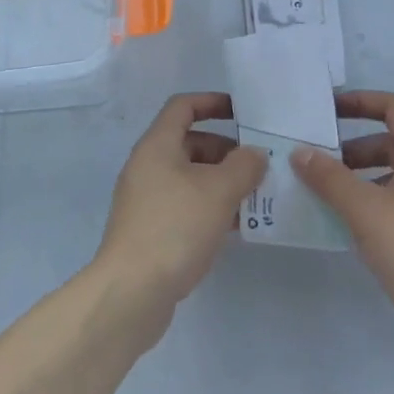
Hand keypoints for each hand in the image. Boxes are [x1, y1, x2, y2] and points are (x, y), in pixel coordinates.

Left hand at [94, 93, 265, 321]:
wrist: (132, 291)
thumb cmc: (175, 227)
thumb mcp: (218, 191)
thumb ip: (243, 166)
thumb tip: (255, 153)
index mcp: (157, 145)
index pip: (183, 107)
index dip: (213, 103)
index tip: (244, 113)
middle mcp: (148, 165)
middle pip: (190, 143)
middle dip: (227, 151)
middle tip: (261, 166)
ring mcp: (148, 199)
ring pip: (191, 178)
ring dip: (223, 183)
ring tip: (258, 197)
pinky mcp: (152, 229)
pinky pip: (187, 206)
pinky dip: (212, 208)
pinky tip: (238, 226)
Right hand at [291, 91, 393, 349]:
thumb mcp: (364, 212)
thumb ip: (330, 178)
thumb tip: (302, 152)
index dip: (363, 102)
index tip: (331, 111)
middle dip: (359, 149)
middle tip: (327, 168)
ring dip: (373, 177)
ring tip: (342, 202)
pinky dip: (391, 200)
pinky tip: (371, 231)